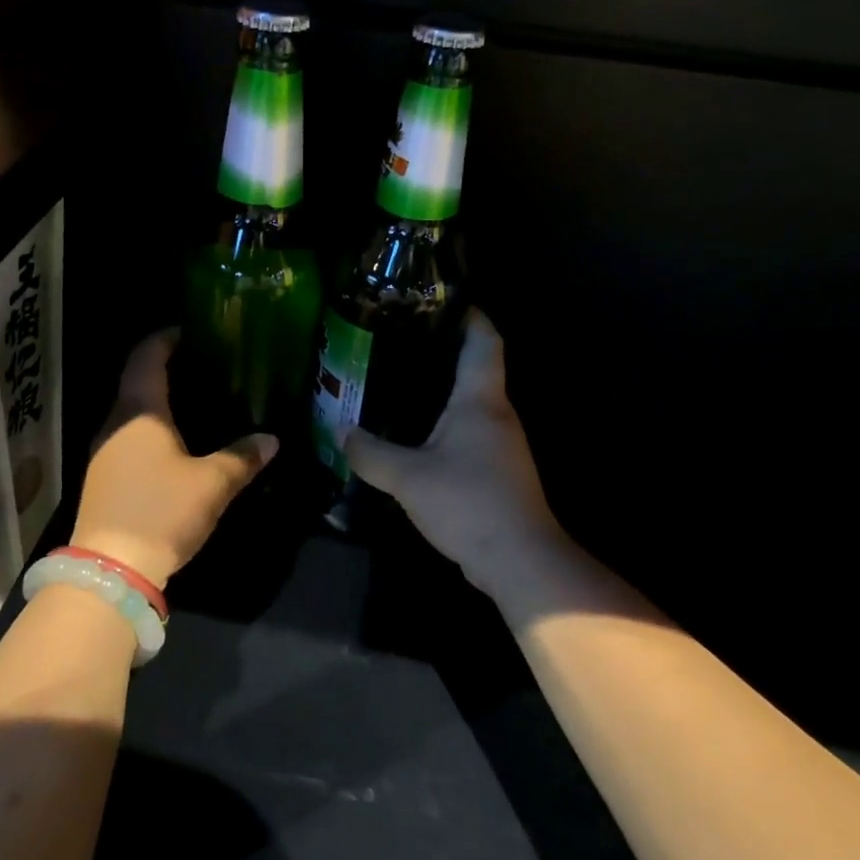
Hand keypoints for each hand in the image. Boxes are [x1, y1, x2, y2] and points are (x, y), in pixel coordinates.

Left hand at [70, 329, 278, 587]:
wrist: (111, 568)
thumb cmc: (161, 511)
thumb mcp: (212, 484)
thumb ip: (242, 457)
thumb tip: (271, 439)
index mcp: (140, 410)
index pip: (147, 356)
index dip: (166, 338)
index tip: (191, 330)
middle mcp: (115, 422)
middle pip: (137, 380)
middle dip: (167, 367)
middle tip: (204, 365)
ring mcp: (104, 449)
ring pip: (131, 410)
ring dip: (159, 400)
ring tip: (196, 399)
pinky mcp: (104, 476)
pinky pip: (129, 435)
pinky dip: (151, 427)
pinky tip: (175, 442)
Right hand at [344, 310, 566, 600]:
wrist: (519, 560)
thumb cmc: (468, 502)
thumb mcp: (407, 477)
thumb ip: (370, 453)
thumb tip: (340, 432)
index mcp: (480, 400)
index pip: (484, 340)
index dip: (469, 314)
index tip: (440, 299)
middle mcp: (497, 413)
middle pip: (477, 367)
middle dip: (443, 349)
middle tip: (399, 340)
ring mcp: (501, 443)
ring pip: (471, 402)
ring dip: (442, 389)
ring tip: (399, 380)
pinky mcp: (497, 470)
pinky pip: (468, 432)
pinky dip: (444, 423)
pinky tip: (415, 433)